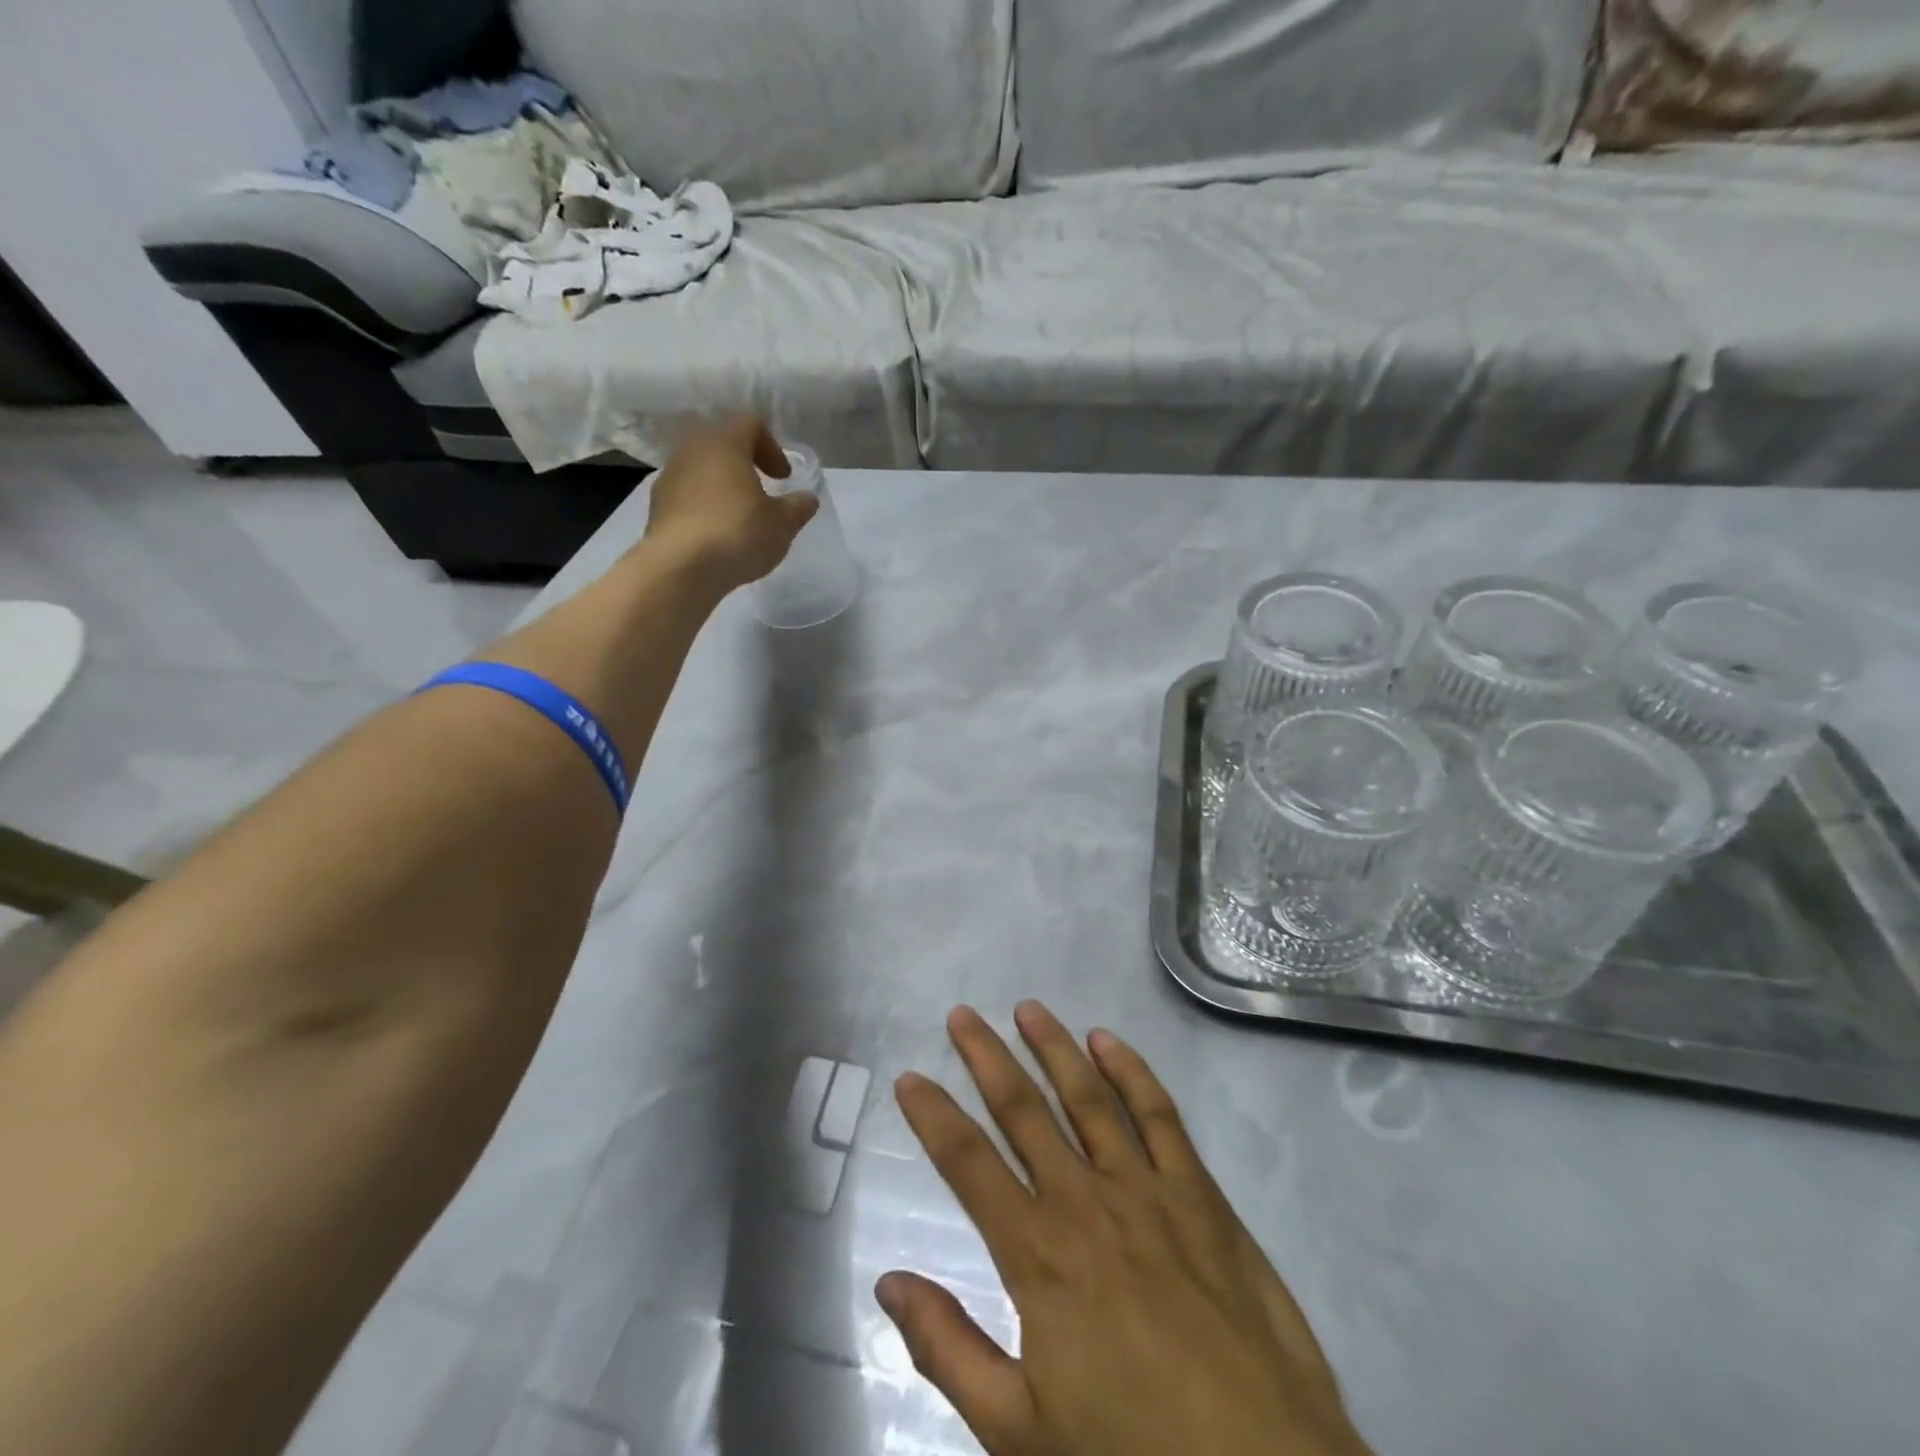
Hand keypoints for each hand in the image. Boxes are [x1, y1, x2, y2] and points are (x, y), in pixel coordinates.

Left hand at [643, 416, 817, 589]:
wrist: (680, 567)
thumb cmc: (738, 533)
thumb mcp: (781, 524)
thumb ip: (797, 507)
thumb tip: (808, 498)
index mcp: (724, 442)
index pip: (751, 423)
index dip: (773, 447)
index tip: (784, 477)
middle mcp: (692, 449)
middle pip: (722, 442)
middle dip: (744, 462)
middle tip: (761, 488)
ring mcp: (669, 476)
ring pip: (701, 467)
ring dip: (722, 483)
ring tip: (739, 513)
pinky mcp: (657, 505)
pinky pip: (687, 493)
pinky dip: (704, 504)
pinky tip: (717, 532)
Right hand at [880, 1003, 1370, 1455]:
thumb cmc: (1132, 1455)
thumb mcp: (1019, 1433)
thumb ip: (949, 1350)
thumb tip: (888, 1282)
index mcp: (1039, 1253)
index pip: (969, 1164)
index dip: (934, 1117)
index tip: (909, 1078)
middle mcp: (1085, 1200)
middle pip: (1024, 1111)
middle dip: (986, 1058)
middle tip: (961, 1014)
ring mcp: (1146, 1188)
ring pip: (1088, 1097)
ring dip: (1054, 1047)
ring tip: (1027, 1008)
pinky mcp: (1199, 1193)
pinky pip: (1159, 1115)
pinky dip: (1132, 1072)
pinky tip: (1108, 1042)